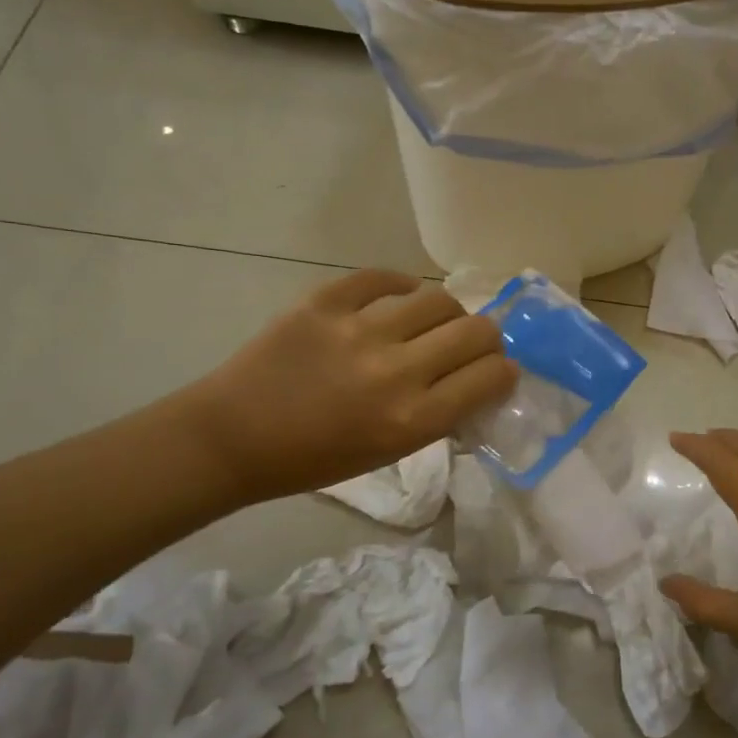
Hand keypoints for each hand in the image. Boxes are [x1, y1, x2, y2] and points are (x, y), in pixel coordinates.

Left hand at [186, 269, 515, 500]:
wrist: (233, 437)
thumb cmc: (314, 460)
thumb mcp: (389, 452)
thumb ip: (437, 415)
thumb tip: (475, 380)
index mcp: (413, 419)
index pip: (491, 376)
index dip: (503, 371)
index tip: (497, 370)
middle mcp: (396, 372)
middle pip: (477, 331)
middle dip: (487, 338)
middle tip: (472, 343)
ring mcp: (359, 331)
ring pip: (438, 299)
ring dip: (447, 312)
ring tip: (433, 320)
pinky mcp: (325, 302)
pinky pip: (382, 278)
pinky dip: (399, 285)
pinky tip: (400, 295)